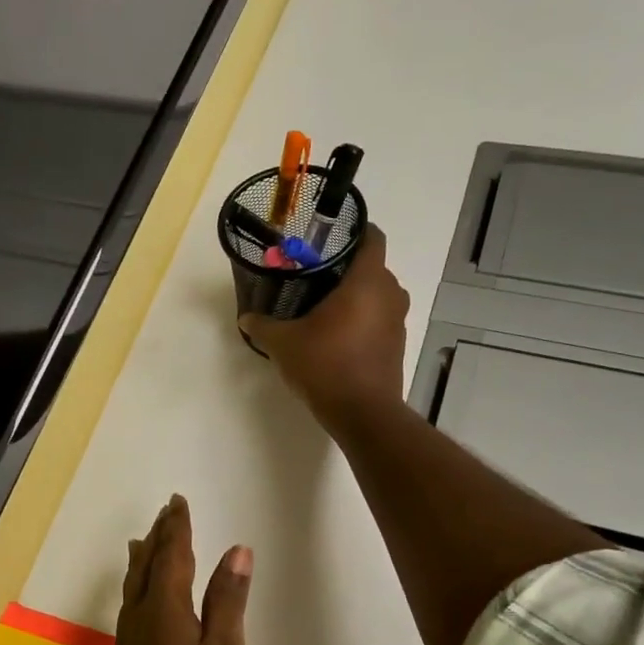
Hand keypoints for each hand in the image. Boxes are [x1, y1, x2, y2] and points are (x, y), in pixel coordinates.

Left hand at [96, 495, 252, 644]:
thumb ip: (228, 600)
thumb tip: (237, 549)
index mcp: (164, 608)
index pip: (172, 554)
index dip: (177, 526)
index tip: (178, 501)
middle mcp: (140, 617)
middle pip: (147, 564)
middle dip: (158, 536)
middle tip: (166, 511)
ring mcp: (130, 642)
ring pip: (134, 585)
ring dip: (143, 557)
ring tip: (144, 539)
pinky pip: (131, 604)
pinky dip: (138, 583)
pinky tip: (141, 595)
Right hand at [239, 223, 409, 428]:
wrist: (363, 413)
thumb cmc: (326, 365)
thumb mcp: (283, 344)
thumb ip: (263, 326)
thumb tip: (246, 318)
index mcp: (367, 281)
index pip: (372, 237)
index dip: (353, 230)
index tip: (327, 236)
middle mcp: (390, 293)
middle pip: (371, 266)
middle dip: (345, 267)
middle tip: (313, 272)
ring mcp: (397, 320)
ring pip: (376, 294)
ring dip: (354, 295)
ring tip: (321, 303)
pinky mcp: (396, 344)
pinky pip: (379, 318)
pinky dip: (361, 318)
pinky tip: (335, 333)